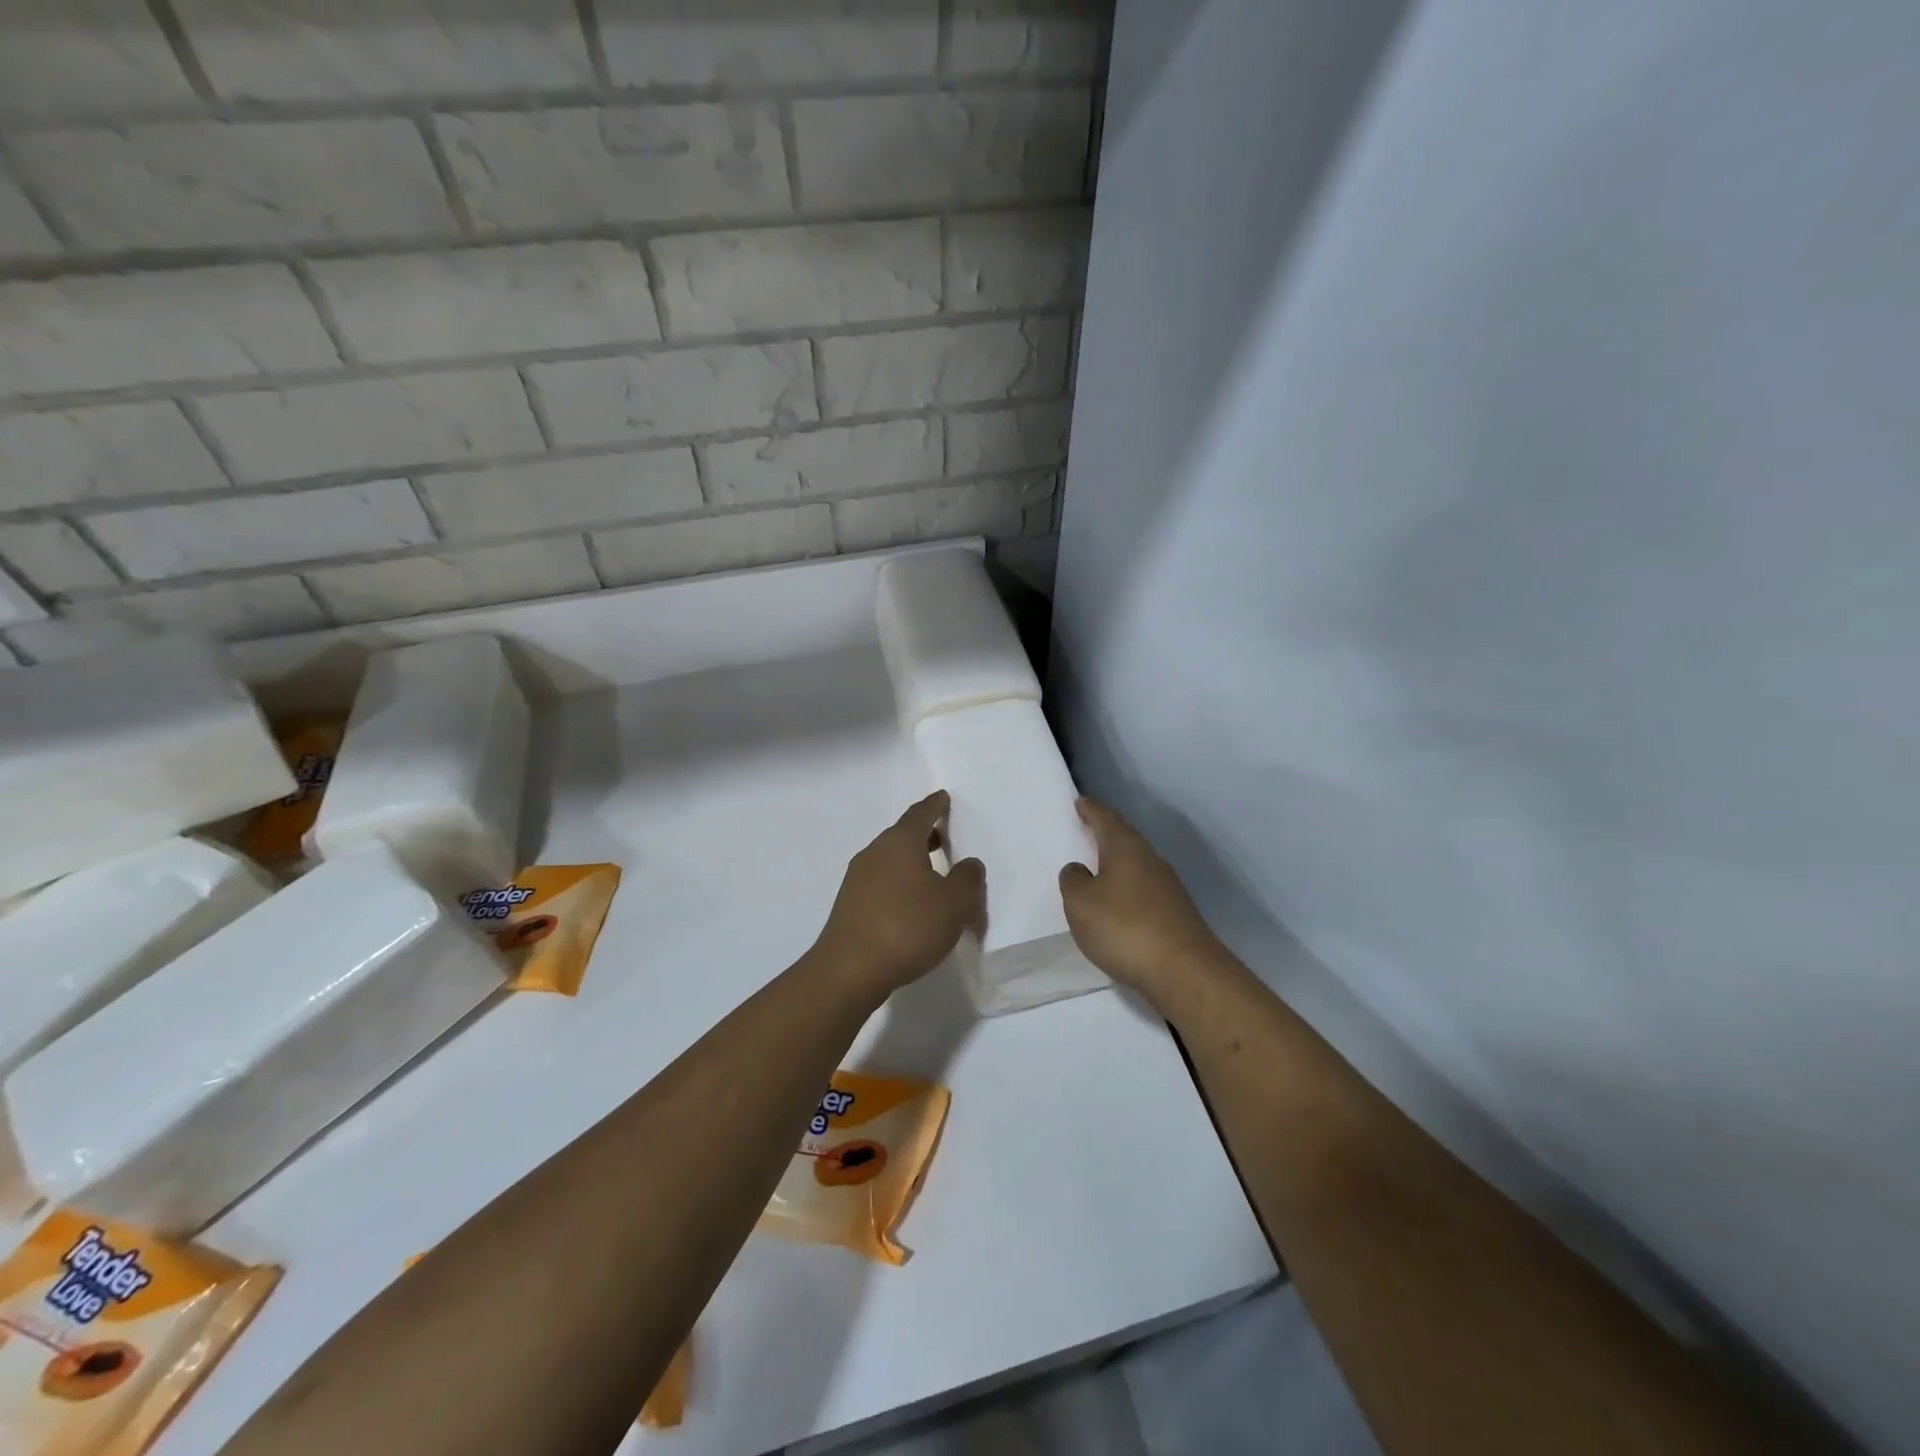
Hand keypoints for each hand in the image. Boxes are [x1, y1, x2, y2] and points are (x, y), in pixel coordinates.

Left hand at [814, 791, 984, 998]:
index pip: (921, 813)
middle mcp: (875, 852)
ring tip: (933, 874)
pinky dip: (899, 882)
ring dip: (912, 861)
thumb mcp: (953, 903)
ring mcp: (857, 878)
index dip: (935, 805)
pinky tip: (911, 903)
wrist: (849, 970)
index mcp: (900, 842)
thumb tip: (969, 863)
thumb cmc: (907, 927)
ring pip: (890, 858)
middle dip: (924, 833)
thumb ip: (967, 878)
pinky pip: (881, 881)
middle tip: (944, 838)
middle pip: (903, 834)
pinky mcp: (850, 904)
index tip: (944, 798)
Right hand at [1059, 799, 1225, 1011]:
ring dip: (1117, 865)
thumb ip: (1073, 881)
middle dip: (1105, 835)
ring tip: (1096, 870)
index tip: (1079, 802)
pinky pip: (1144, 890)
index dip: (1091, 810)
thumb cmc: (1124, 927)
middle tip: (1085, 832)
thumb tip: (1079, 869)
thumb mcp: (1081, 903)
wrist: (1184, 971)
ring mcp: (1168, 887)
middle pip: (1125, 840)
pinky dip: (1127, 890)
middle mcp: (1151, 860)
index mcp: (1126, 848)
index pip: (1106, 819)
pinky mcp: (1175, 914)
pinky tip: (1117, 905)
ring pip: (1136, 865)